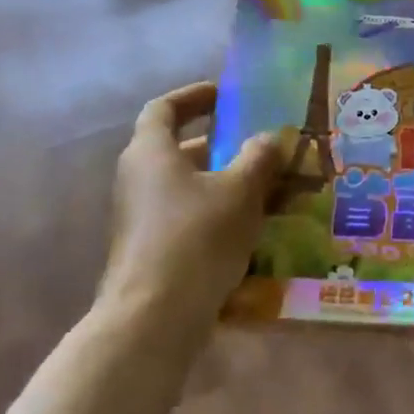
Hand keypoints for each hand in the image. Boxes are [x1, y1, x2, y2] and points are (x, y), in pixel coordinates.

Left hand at [102, 83, 281, 339]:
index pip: (164, 108)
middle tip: (264, 145)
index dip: (195, 96)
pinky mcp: (153, 250)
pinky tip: (257, 227)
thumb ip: (259, 157)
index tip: (227, 94)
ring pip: (190, 186)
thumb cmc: (197, 237)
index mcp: (151, 153)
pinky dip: (221, 213)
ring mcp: (143, 218)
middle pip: (181, 149)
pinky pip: (190, 217)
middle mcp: (139, 180)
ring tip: (273, 187)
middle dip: (225, 145)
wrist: (155, 319)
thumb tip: (269, 137)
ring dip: (228, 182)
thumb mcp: (241, 190)